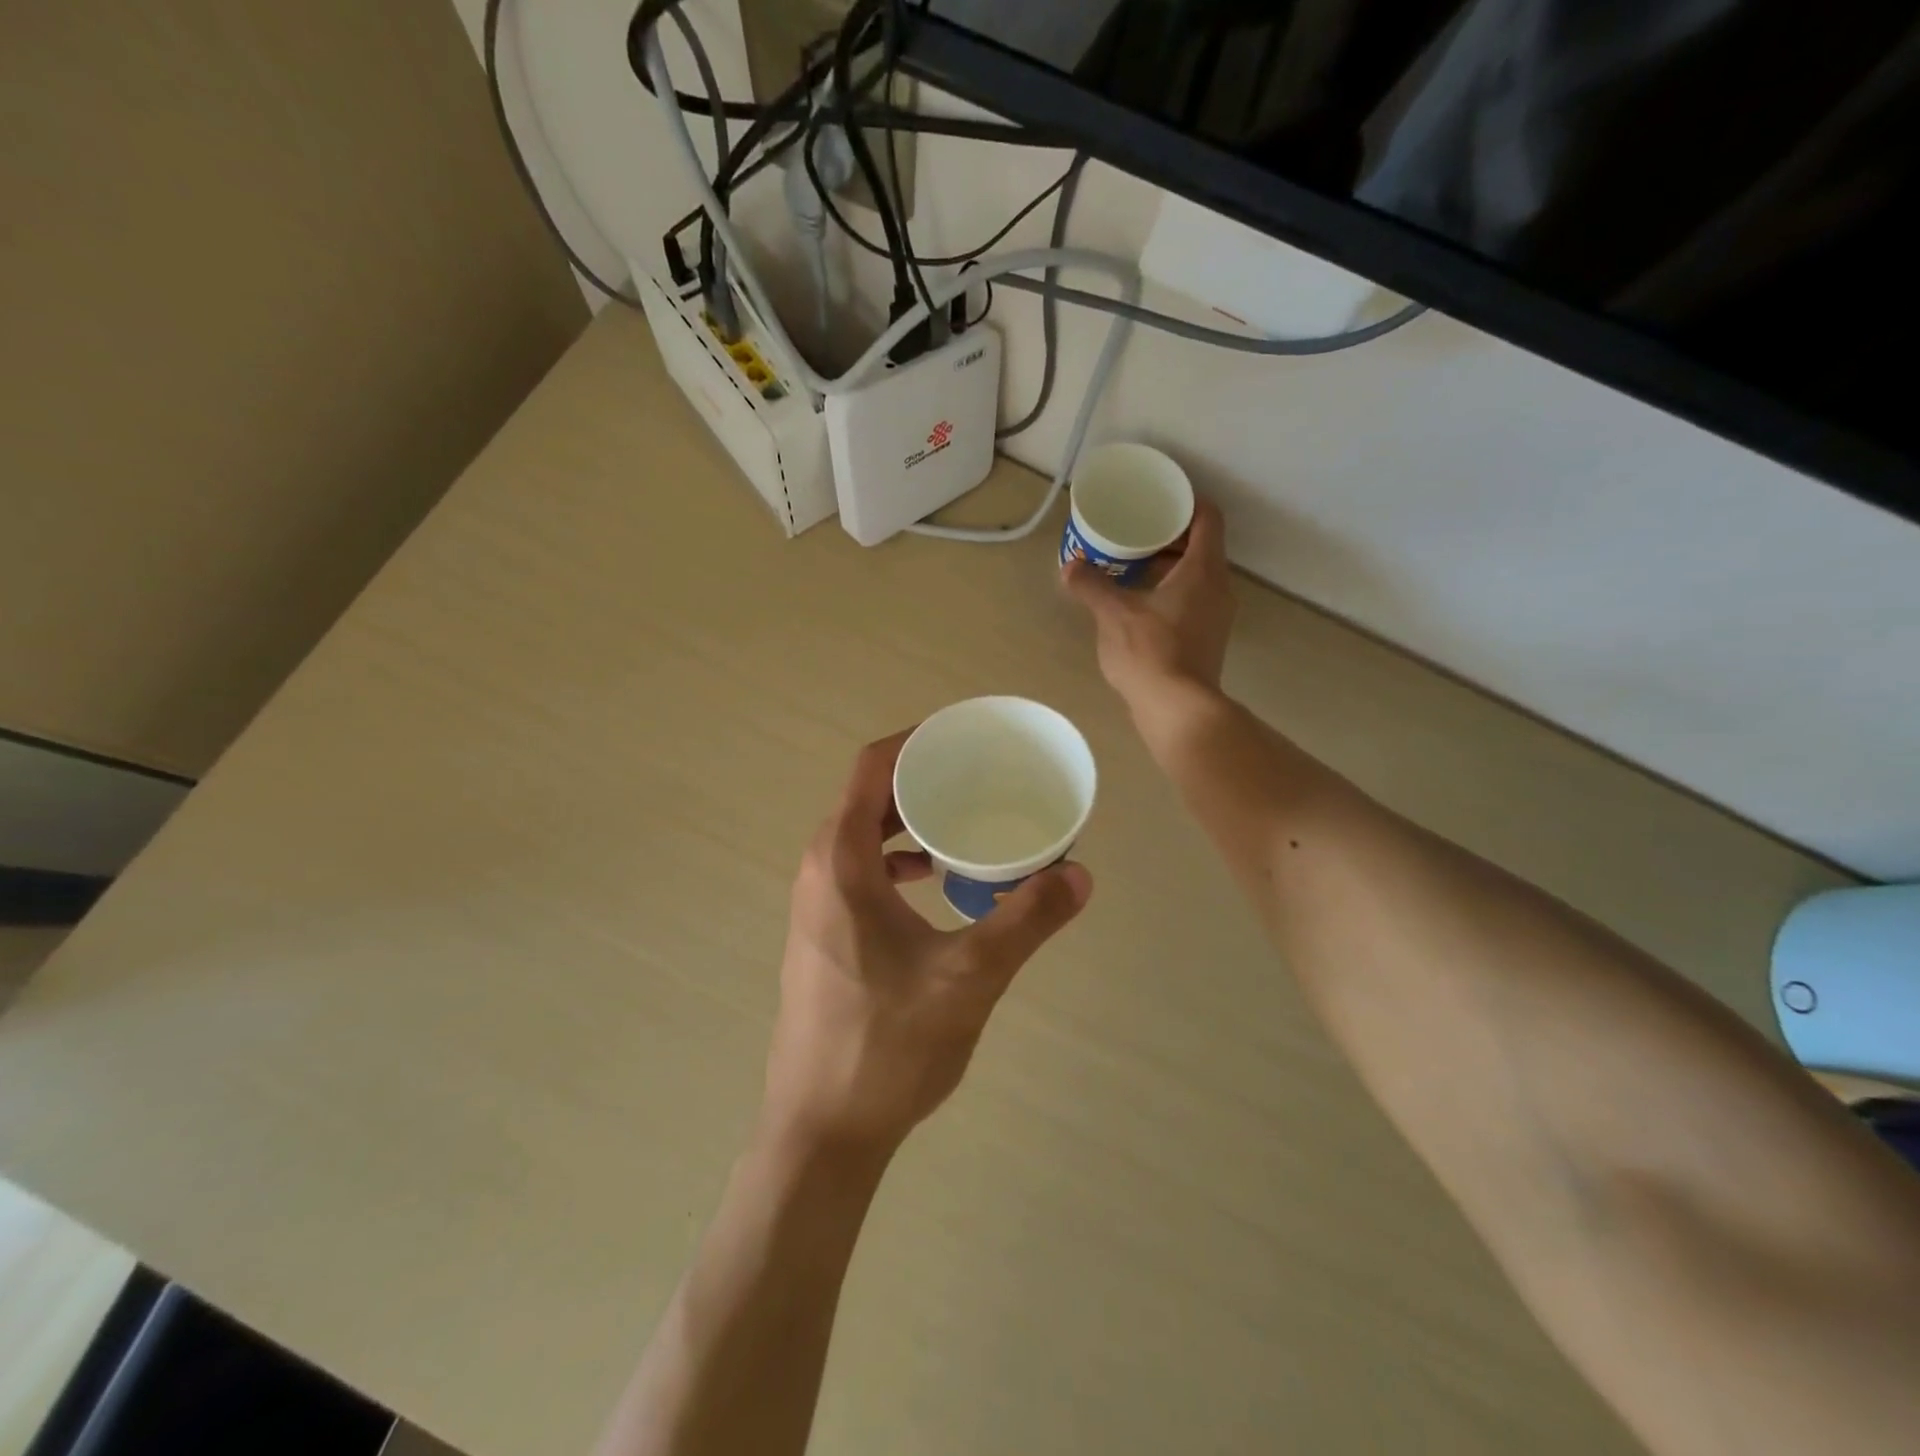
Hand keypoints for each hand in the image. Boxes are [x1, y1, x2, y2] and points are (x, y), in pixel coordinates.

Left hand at [761, 731, 1092, 1161]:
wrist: (822, 1131)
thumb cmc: (887, 1046)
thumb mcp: (969, 978)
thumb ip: (1026, 920)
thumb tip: (1081, 874)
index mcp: (841, 861)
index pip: (871, 767)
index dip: (917, 739)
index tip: (966, 736)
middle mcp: (819, 870)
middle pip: (869, 796)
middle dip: (923, 778)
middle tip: (981, 775)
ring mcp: (817, 904)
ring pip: (864, 835)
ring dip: (911, 820)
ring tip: (967, 821)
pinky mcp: (825, 933)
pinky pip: (862, 870)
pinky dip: (900, 859)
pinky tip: (939, 880)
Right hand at [1064, 496, 1235, 723]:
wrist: (1177, 709)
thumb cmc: (1150, 651)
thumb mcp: (1113, 614)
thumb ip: (1091, 585)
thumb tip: (1070, 567)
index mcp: (1203, 570)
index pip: (1207, 517)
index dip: (1186, 502)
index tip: (1158, 500)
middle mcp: (1218, 587)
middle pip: (1202, 546)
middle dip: (1169, 536)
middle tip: (1135, 531)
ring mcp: (1217, 616)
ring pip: (1196, 575)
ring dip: (1168, 566)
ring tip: (1131, 566)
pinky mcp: (1207, 639)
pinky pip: (1192, 600)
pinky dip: (1170, 591)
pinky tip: (1139, 603)